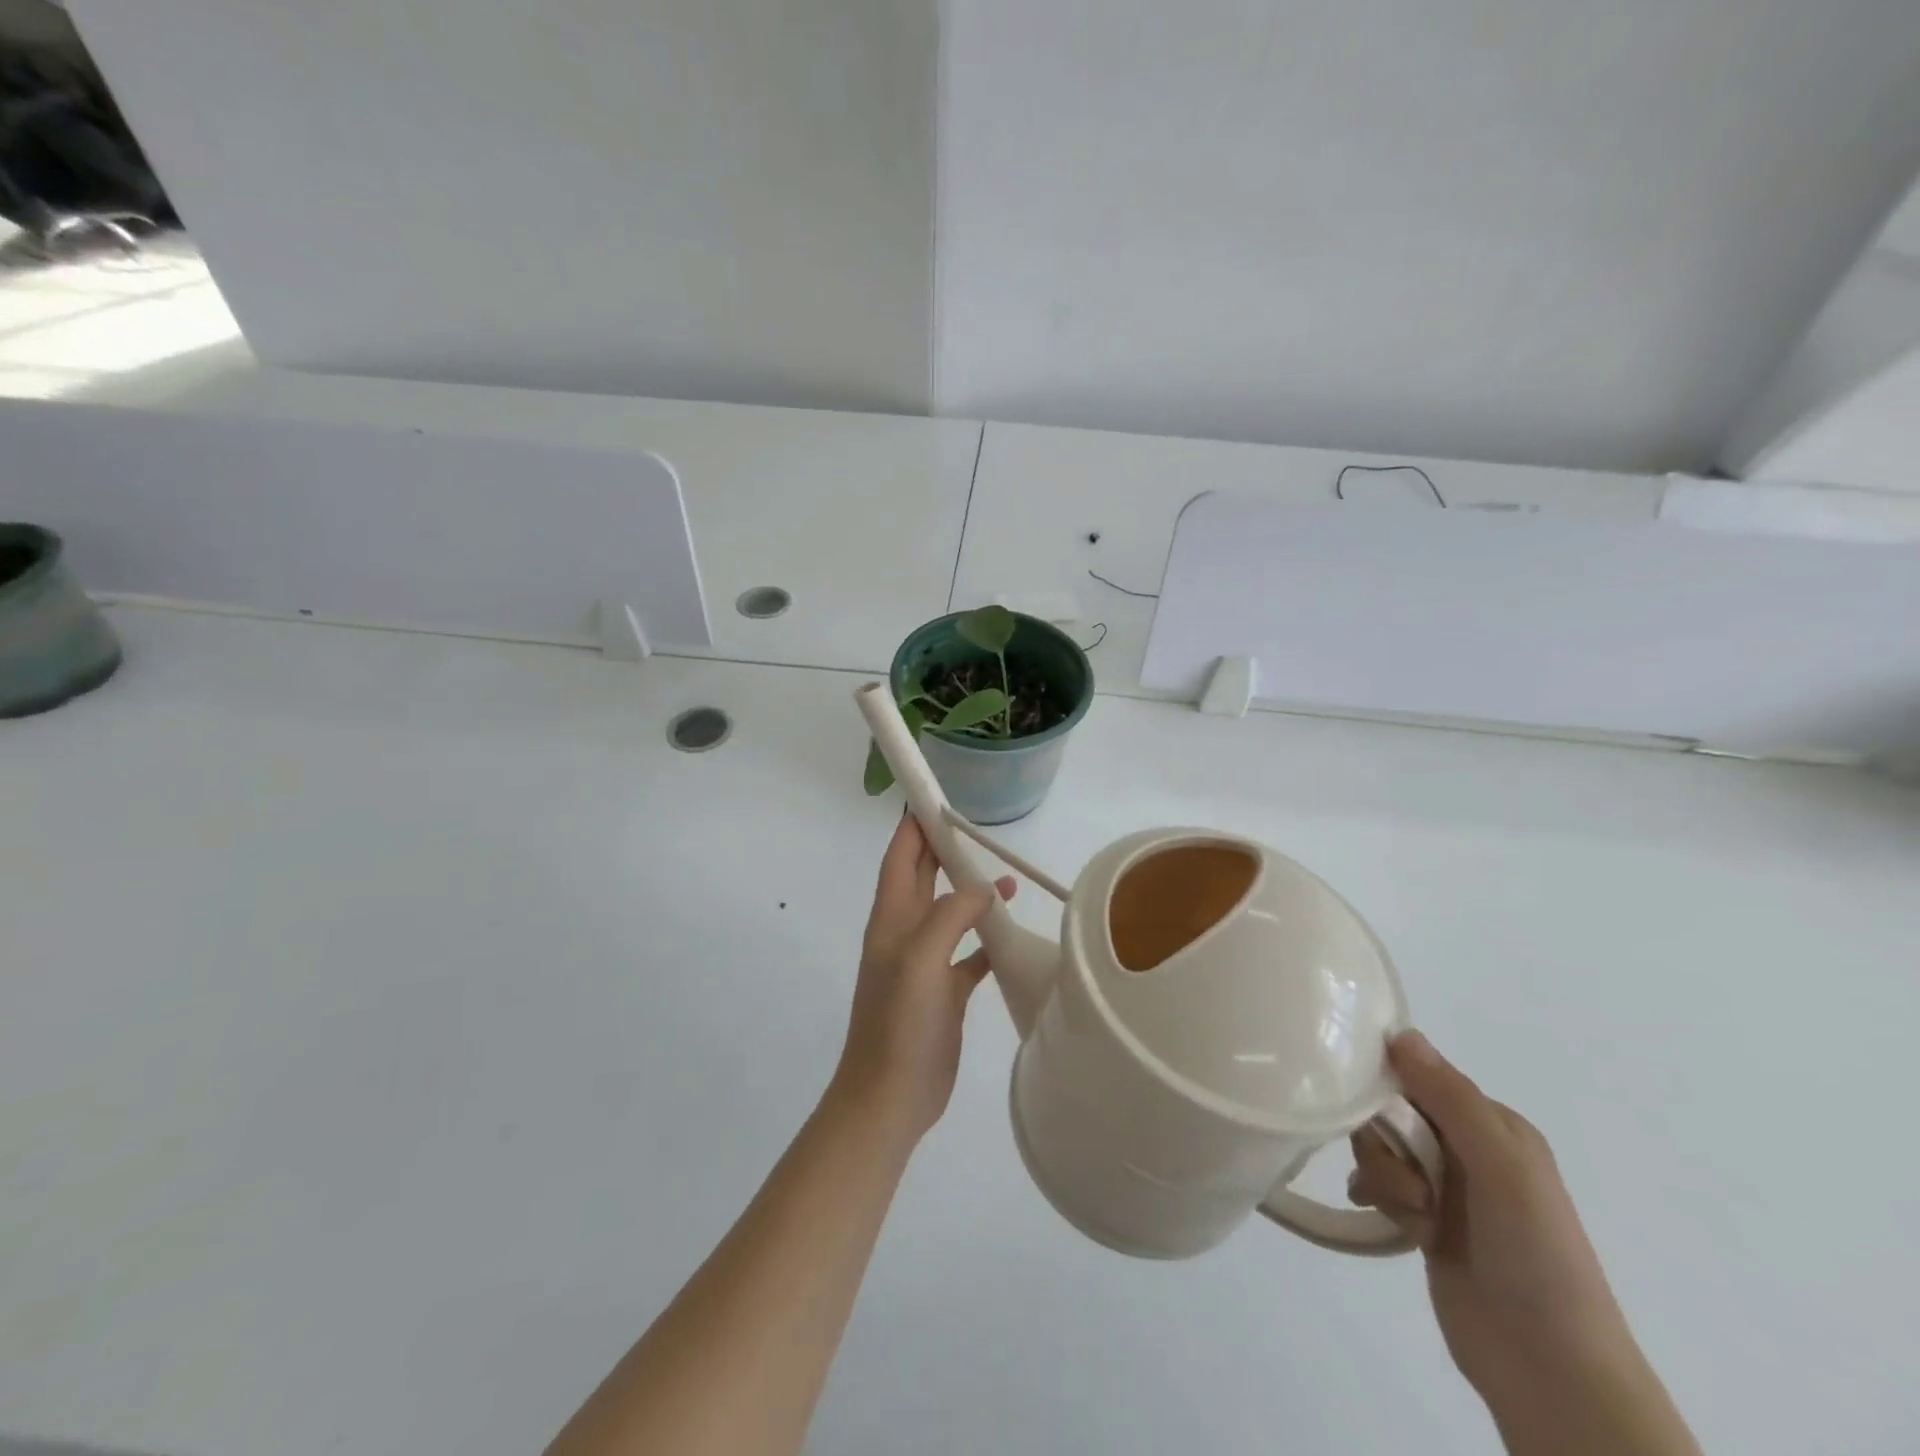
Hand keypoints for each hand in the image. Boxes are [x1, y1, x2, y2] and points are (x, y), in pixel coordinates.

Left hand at [831, 815, 1013, 1144]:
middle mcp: (905, 934)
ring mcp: (924, 964)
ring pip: (949, 913)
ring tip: (1006, 878)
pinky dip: (986, 938)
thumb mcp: (921, 959)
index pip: (901, 858)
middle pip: (923, 878)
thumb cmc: (900, 1024)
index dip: (913, 826)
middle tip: (973, 825)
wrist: (890, 1098)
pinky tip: (1010, 934)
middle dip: (943, 849)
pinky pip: (967, 953)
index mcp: (891, 919)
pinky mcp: (944, 992)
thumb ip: (952, 915)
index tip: (934, 797)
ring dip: (971, 892)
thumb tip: (986, 889)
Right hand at [1349, 1033, 1635, 1406]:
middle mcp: (1468, 1147)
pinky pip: (1379, 1183)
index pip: (1419, 1076)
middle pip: (1392, 1112)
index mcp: (1493, 1124)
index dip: (1389, 1089)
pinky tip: (1381, 1217)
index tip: (1374, 1113)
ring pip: (1380, 1147)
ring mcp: (1446, 1186)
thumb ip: (1451, 1098)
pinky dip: (1374, 1195)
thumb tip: (1400, 1032)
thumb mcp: (1500, 1167)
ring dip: (1385, 1177)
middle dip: (1386, 1144)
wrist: (1550, 1369)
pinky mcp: (1424, 1219)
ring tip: (1412, 1217)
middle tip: (1410, 1187)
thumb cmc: (1535, 1256)